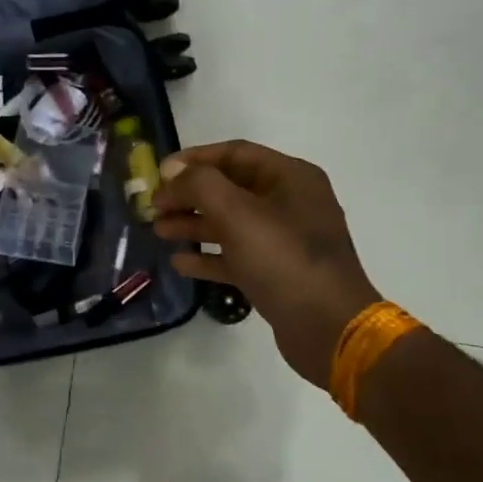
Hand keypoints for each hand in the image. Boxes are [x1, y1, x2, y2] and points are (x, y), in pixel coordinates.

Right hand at [154, 141, 380, 389]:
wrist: (328, 327)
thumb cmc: (283, 259)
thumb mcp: (237, 213)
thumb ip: (200, 185)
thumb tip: (173, 172)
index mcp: (290, 177)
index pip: (235, 153)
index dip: (194, 159)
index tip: (159, 174)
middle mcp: (290, 203)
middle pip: (230, 188)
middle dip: (189, 196)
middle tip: (153, 207)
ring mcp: (285, 240)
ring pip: (230, 223)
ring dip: (194, 225)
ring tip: (159, 231)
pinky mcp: (277, 273)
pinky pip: (236, 256)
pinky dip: (209, 257)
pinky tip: (180, 263)